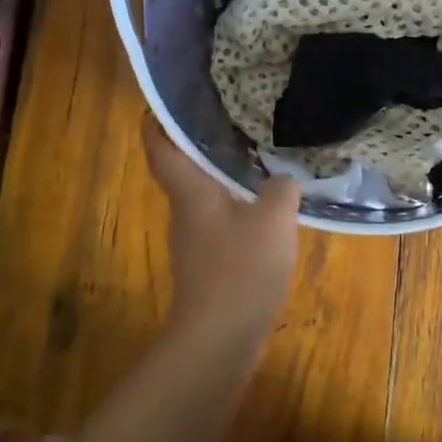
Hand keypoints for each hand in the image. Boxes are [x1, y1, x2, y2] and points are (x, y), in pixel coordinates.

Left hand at [143, 113, 300, 337]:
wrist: (219, 338)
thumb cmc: (240, 268)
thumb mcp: (274, 219)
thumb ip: (281, 190)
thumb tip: (282, 179)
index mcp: (190, 192)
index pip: (160, 147)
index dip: (158, 122)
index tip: (168, 102)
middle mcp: (185, 213)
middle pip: (183, 171)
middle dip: (201, 145)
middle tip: (232, 121)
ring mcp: (195, 243)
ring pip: (205, 199)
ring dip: (223, 179)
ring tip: (256, 159)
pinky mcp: (208, 267)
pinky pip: (221, 226)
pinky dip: (238, 211)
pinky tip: (266, 212)